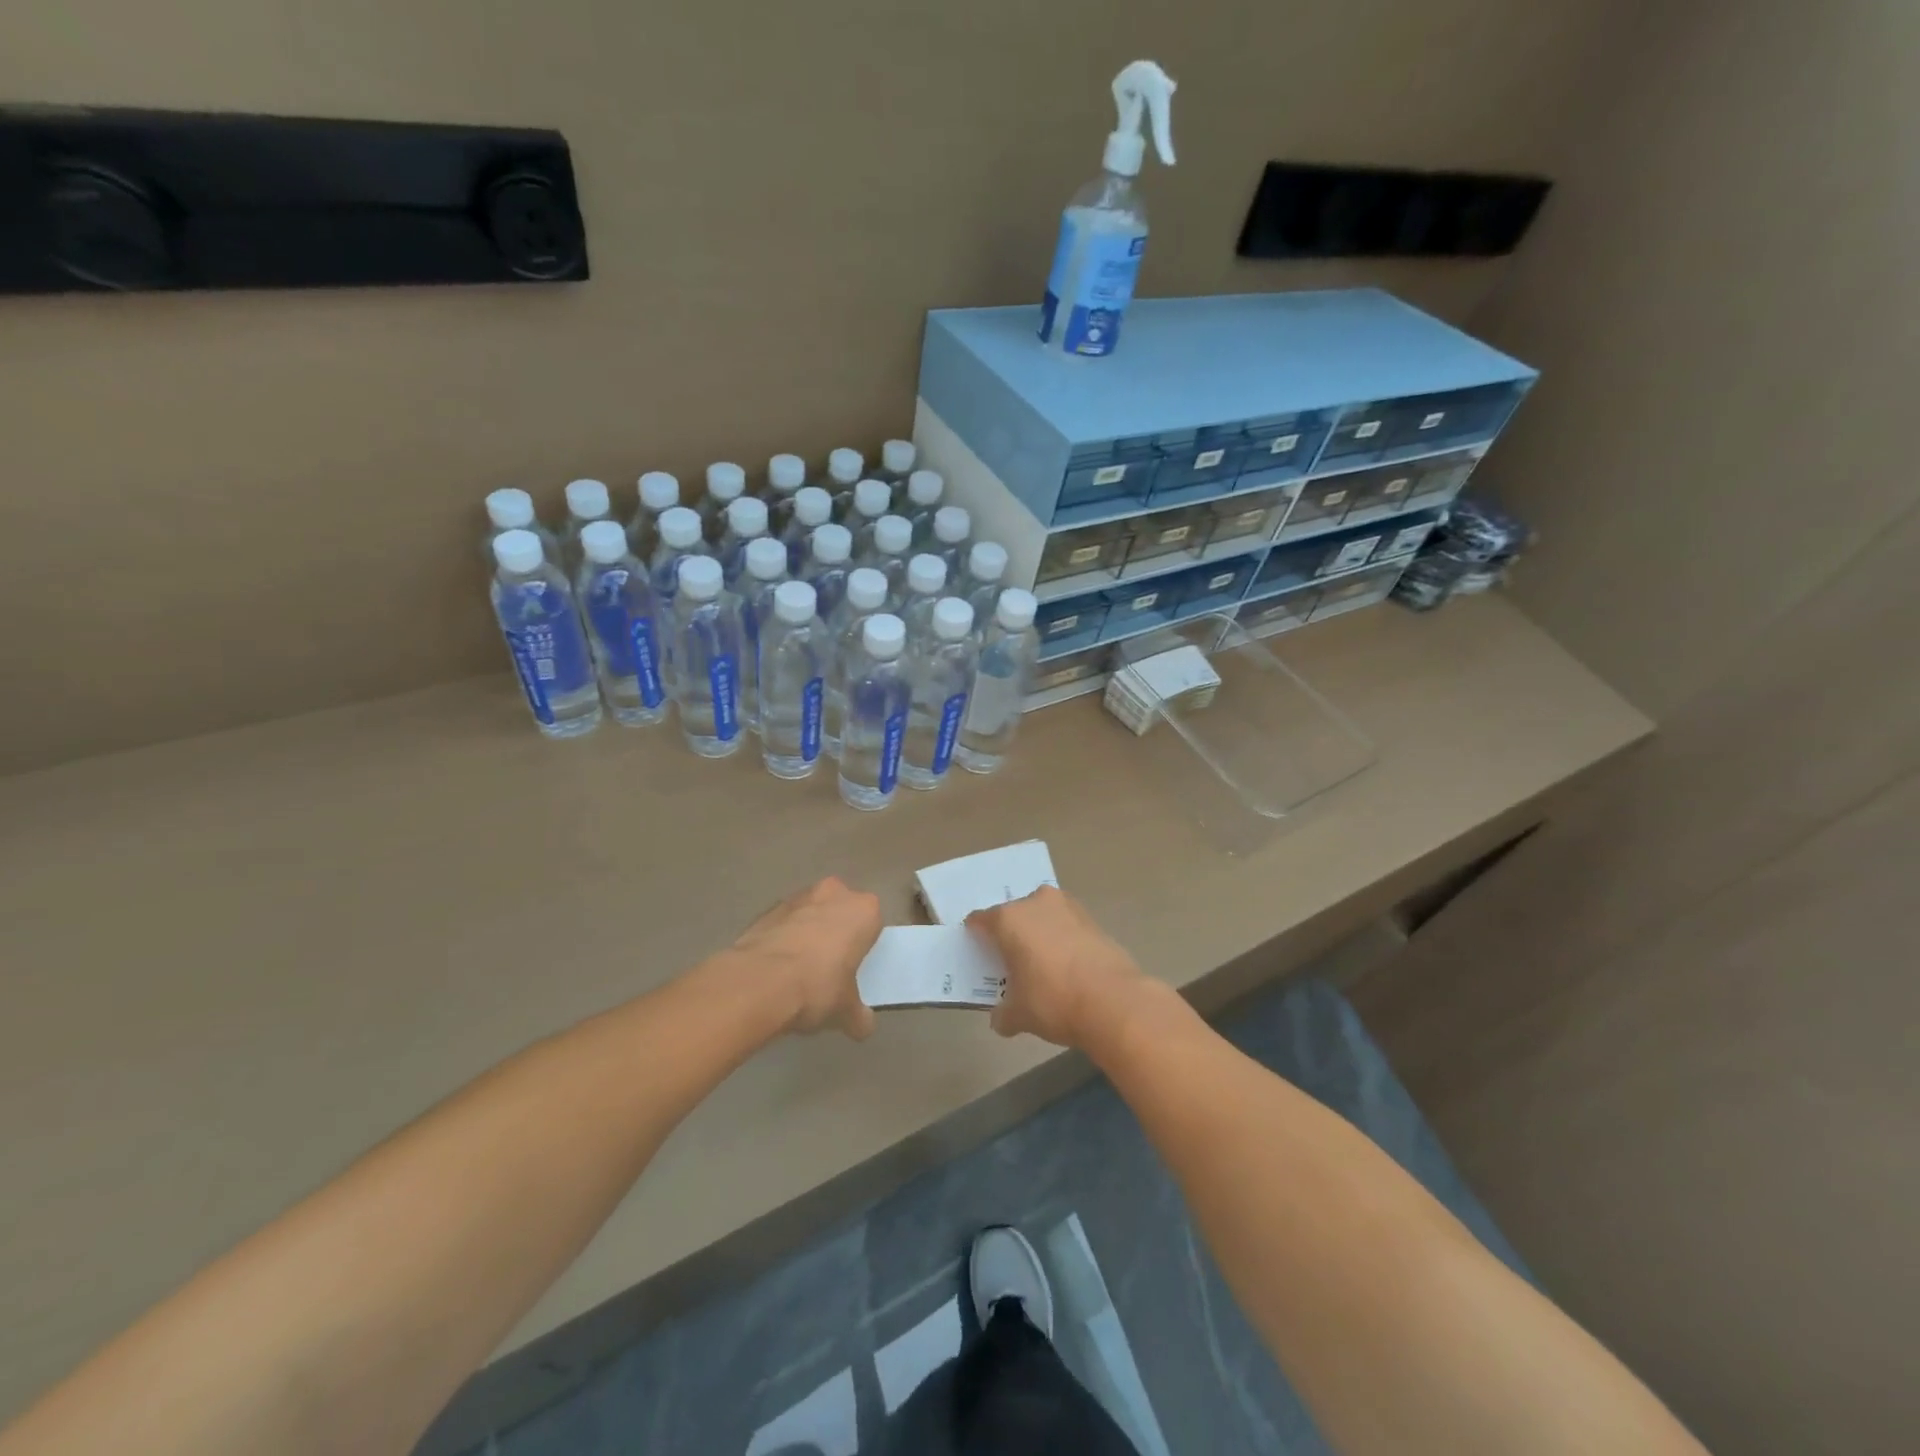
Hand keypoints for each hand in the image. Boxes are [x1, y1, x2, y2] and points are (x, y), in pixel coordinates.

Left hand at [724, 877, 881, 1038]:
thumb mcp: (846, 1011)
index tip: (854, 967)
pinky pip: (783, 924)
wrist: (759, 982)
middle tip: (829, 966)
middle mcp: (833, 893)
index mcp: (863, 910)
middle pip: (839, 910)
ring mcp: (797, 898)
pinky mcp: (766, 910)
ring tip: (798, 971)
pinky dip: (782, 939)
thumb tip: (864, 1026)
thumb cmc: (817, 987)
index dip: (863, 945)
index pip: (871, 923)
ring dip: (806, 932)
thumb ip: (859, 1015)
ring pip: (809, 913)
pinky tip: (775, 970)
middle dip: (834, 931)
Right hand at [968, 886, 1150, 1049]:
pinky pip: (1066, 925)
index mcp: (1009, 919)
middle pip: (1013, 913)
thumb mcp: (1019, 1015)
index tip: (977, 953)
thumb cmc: (1054, 1001)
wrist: (1114, 1001)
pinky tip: (1065, 965)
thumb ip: (1003, 1014)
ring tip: (1040, 963)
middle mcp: (1036, 903)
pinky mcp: (1092, 919)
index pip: (980, 920)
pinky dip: (1062, 940)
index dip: (976, 936)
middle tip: (1009, 960)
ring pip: (1043, 915)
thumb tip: (1000, 1019)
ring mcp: (1068, 907)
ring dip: (1039, 933)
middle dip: (1010, 933)